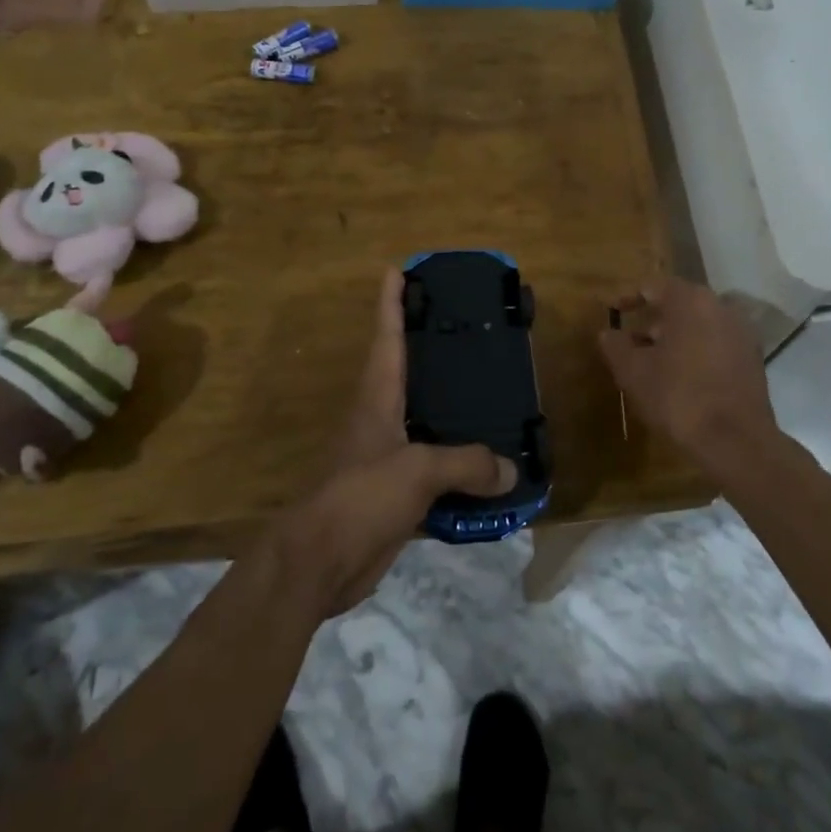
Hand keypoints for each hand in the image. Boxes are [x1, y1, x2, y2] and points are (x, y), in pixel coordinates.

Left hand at [275, 268, 516, 617]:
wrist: (320, 561)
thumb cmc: (360, 496)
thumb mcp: (417, 470)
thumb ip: (466, 463)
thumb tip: (510, 470)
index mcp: (377, 398)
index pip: (386, 338)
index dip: (391, 302)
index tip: (398, 270)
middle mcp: (381, 419)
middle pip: (408, 373)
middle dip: (432, 350)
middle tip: (470, 330)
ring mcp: (386, 456)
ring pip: (427, 422)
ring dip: (454, 411)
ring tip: (493, 396)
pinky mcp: (395, 493)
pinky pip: (436, 469)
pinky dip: (460, 465)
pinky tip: (487, 468)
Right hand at [597, 277, 779, 469]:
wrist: (735, 441)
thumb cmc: (678, 397)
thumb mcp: (633, 371)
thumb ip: (616, 345)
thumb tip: (607, 333)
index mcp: (691, 301)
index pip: (653, 285)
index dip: (628, 297)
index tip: (611, 310)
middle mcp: (721, 307)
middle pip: (678, 305)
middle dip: (651, 321)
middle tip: (629, 342)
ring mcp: (741, 333)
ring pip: (698, 325)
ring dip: (673, 338)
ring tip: (651, 363)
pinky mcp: (753, 359)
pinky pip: (715, 344)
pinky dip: (695, 352)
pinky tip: (680, 378)